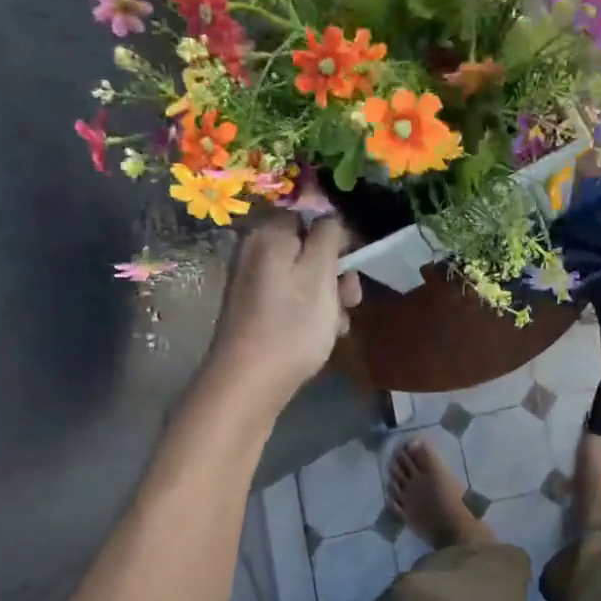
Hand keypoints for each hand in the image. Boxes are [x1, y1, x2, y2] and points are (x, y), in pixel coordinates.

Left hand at [200, 213, 361, 417]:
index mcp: (269, 234)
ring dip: (329, 295)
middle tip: (349, 298)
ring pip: (305, 275)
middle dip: (336, 271)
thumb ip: (329, 235)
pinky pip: (292, 296)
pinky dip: (311, 310)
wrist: (247, 384)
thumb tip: (330, 218)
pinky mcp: (254, 307)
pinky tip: (322, 333)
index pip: (311, 216)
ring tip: (338, 323)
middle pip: (309, 247)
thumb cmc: (291, 325)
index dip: (337, 237)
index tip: (353, 264)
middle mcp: (255, 250)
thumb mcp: (320, 273)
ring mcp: (253, 281)